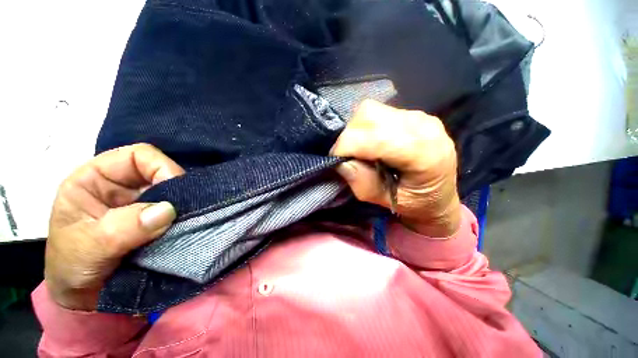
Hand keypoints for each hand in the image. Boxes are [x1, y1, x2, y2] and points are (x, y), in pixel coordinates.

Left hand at [45, 143, 184, 310]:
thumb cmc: (71, 267)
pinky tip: (187, 226)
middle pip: (161, 173)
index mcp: (96, 179)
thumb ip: (123, 228)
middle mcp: (122, 186)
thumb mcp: (88, 247)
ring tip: (189, 220)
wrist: (82, 296)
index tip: (176, 191)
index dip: (161, 167)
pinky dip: (184, 217)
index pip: (138, 156)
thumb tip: (168, 211)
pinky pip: (176, 211)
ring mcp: (140, 203)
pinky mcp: (154, 219)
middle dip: (177, 189)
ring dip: (183, 205)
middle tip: (189, 209)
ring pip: (173, 192)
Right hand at [331, 100, 459, 236]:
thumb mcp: (387, 202)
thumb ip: (363, 183)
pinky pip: (377, 112)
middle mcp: (422, 126)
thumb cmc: (417, 204)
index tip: (335, 161)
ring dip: (356, 130)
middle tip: (348, 156)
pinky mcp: (412, 114)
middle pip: (369, 116)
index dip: (345, 147)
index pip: (373, 137)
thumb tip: (340, 163)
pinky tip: (372, 143)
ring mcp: (418, 116)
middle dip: (348, 136)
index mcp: (423, 153)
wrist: (441, 196)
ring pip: (370, 110)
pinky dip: (365, 127)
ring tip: (360, 149)